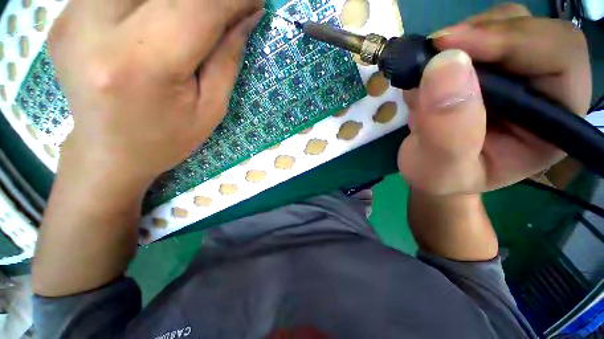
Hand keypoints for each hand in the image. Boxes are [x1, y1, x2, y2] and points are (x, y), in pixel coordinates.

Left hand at [33, 0, 262, 296]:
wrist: (106, 154)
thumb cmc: (170, 140)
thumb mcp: (213, 106)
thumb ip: (227, 55)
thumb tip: (246, 20)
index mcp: (148, 64)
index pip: (201, 7)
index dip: (236, 0)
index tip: (258, 1)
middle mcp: (104, 28)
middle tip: (241, 4)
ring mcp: (79, 14)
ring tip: (210, 11)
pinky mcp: (73, 11)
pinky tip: (169, 11)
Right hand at [398, 3, 590, 194]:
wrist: (429, 170)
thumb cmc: (440, 178)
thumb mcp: (440, 169)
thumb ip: (447, 131)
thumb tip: (444, 66)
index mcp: (553, 121)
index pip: (559, 56)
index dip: (511, 40)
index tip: (450, 47)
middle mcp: (543, 88)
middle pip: (529, 29)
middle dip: (478, 36)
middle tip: (431, 54)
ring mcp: (514, 72)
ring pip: (499, 25)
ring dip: (457, 42)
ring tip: (425, 76)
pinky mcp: (487, 67)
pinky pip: (471, 36)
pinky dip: (443, 50)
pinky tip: (426, 77)